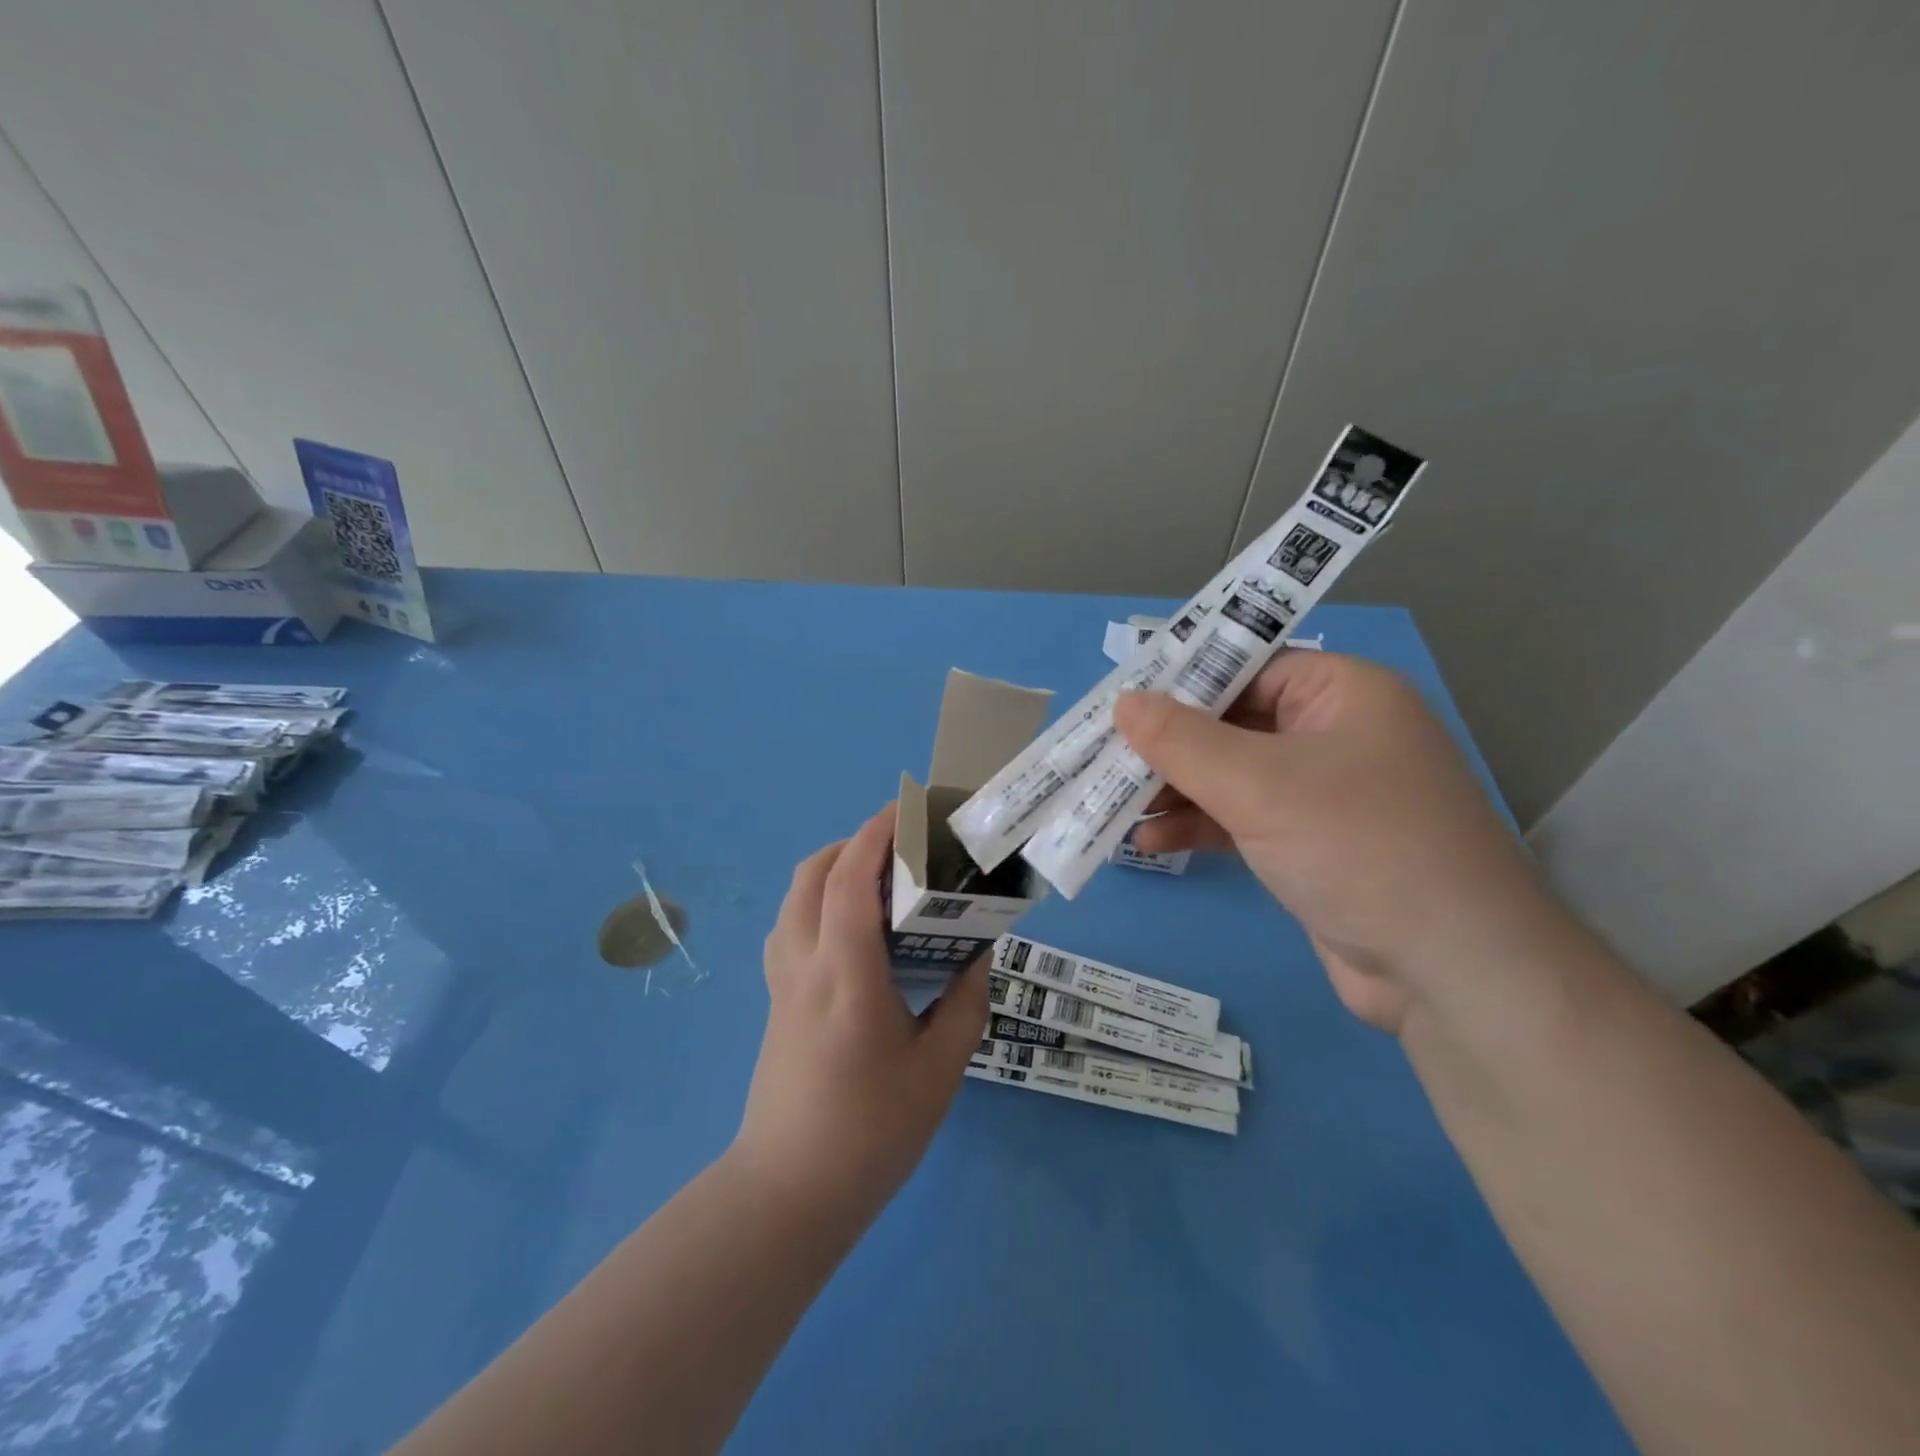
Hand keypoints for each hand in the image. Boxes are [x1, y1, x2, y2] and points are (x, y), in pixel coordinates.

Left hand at [734, 803, 988, 1225]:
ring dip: (831, 869)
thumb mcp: (940, 1070)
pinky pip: (790, 926)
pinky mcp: (774, 999)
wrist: (788, 1192)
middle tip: (900, 846)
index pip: (849, 881)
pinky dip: (817, 901)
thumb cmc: (871, 1132)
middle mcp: (805, 965)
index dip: (874, 835)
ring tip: (879, 880)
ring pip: (795, 898)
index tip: (905, 809)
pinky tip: (850, 928)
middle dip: (853, 843)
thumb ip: (964, 1002)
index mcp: (846, 975)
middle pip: (812, 875)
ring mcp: (781, 982)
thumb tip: (978, 953)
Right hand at [1114, 652, 1556, 1033]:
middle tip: (1105, 758)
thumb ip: (1183, 741)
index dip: (1181, 682)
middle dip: (1169, 747)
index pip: (1247, 667)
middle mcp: (1336, 735)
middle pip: (1233, 725)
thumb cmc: (1358, 845)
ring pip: (1231, 777)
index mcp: (1342, 694)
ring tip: (1114, 806)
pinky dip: (1199, 827)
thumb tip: (1124, 702)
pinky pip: (1242, 820)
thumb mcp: (1259, 784)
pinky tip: (1149, 843)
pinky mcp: (1311, 846)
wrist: (1450, 970)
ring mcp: (1324, 795)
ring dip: (1175, 792)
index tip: (1121, 701)